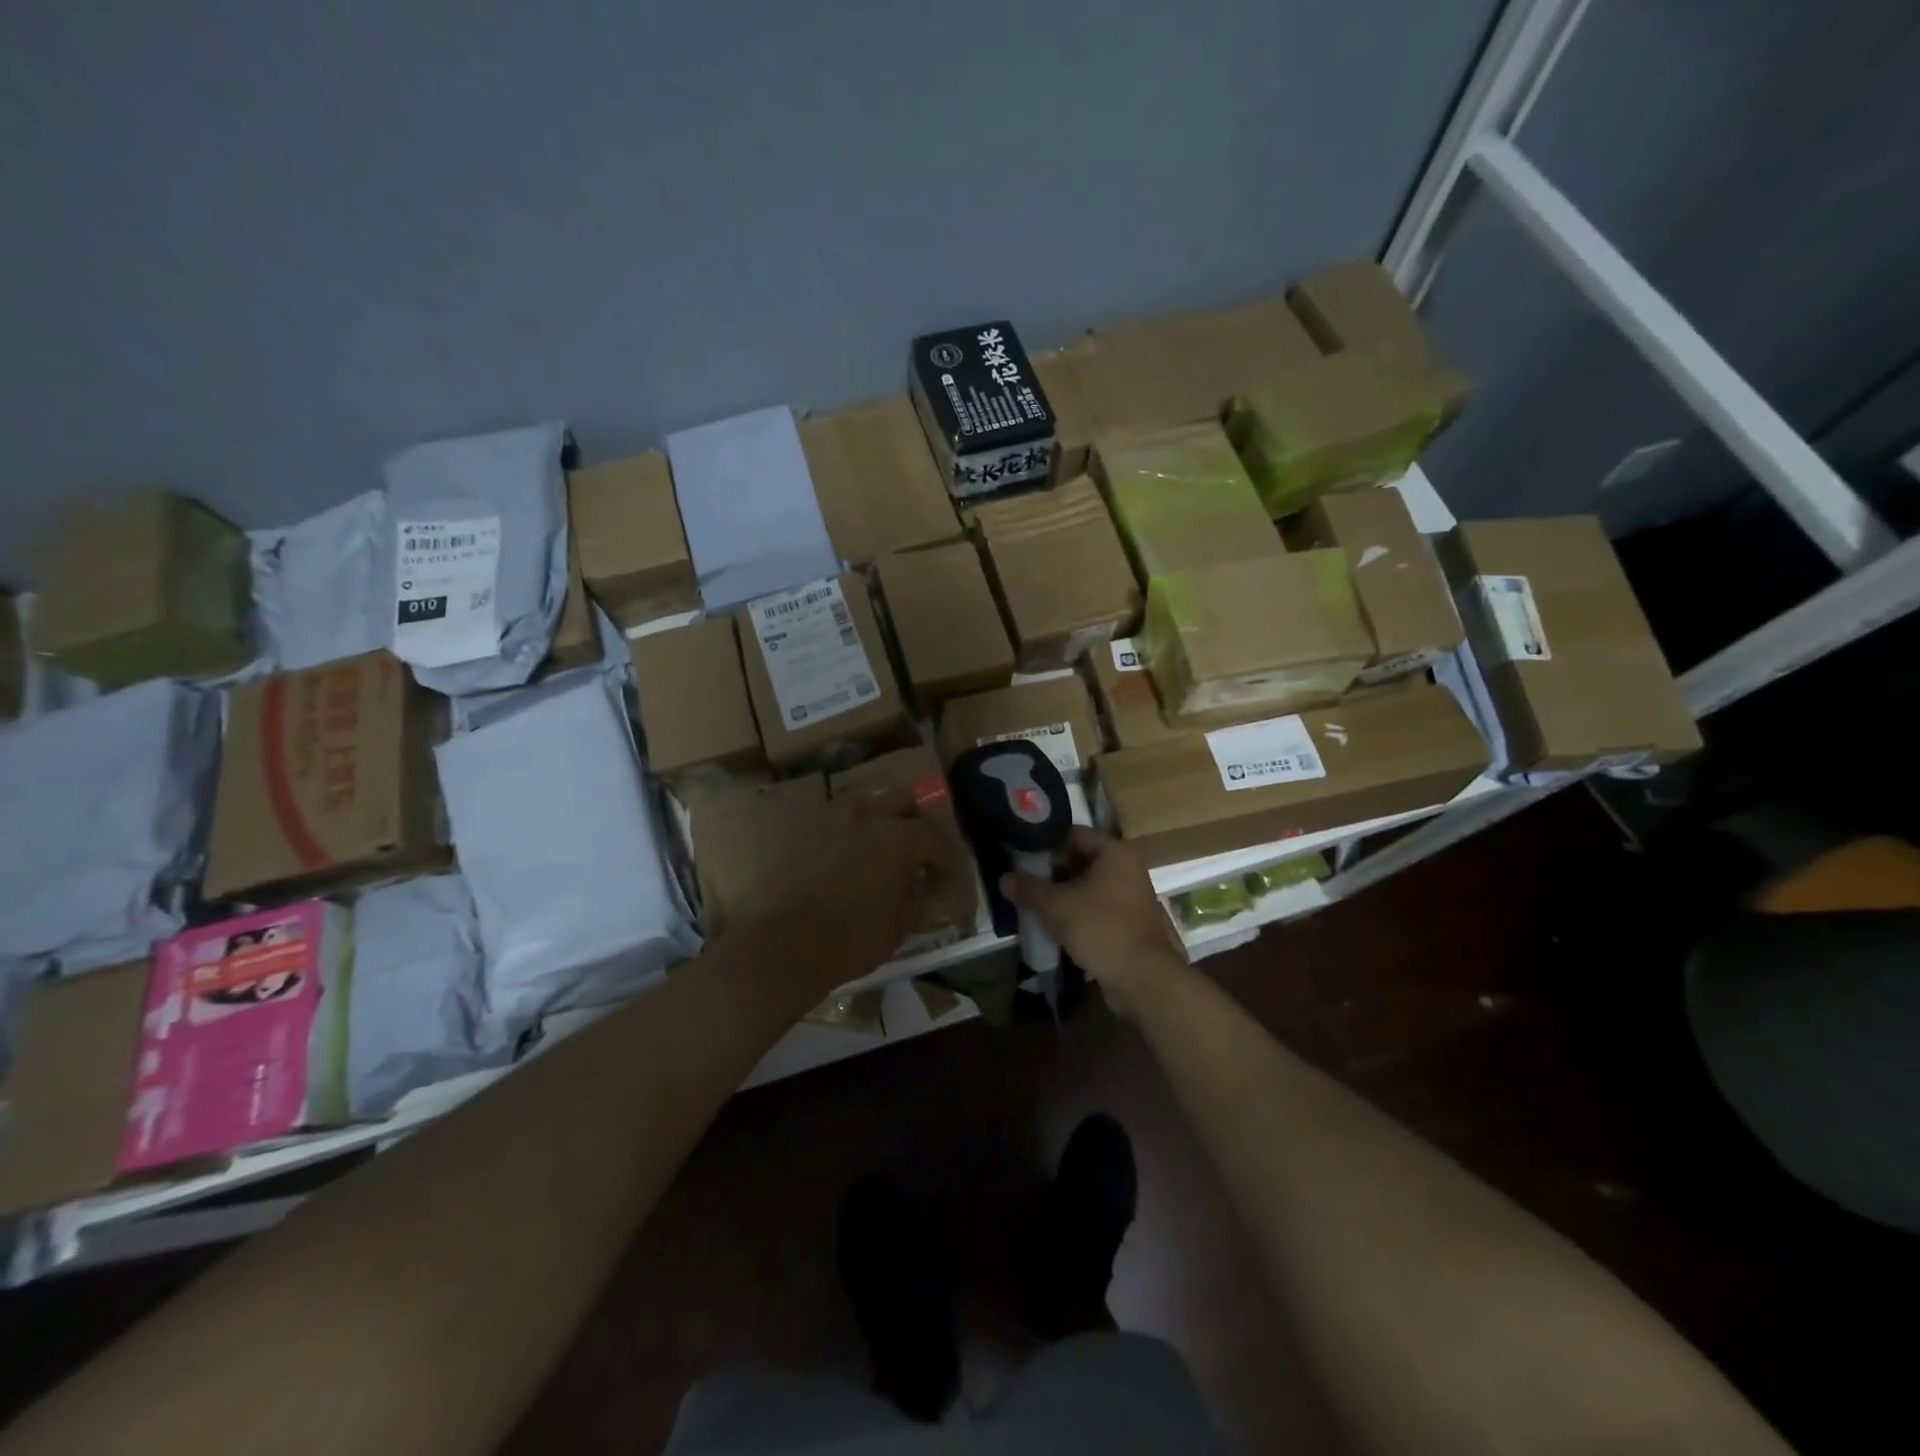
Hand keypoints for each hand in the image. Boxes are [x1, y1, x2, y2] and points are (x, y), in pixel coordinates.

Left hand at [758, 787, 950, 993]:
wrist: (782, 944)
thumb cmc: (850, 939)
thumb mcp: (899, 927)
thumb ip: (917, 901)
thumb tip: (922, 892)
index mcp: (898, 838)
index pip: (934, 837)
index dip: (944, 859)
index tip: (943, 880)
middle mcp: (866, 816)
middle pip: (902, 800)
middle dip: (913, 822)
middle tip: (913, 852)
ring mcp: (828, 818)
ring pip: (862, 804)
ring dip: (875, 821)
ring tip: (873, 851)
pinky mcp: (799, 830)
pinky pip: (830, 821)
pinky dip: (842, 834)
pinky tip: (840, 860)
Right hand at [1001, 828, 1184, 1016]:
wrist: (1142, 977)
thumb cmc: (1100, 927)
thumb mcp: (1056, 905)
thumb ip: (1029, 888)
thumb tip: (1004, 879)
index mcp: (1115, 851)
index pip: (1073, 834)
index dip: (1046, 845)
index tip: (1022, 859)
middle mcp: (1127, 867)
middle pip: (1081, 860)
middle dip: (1051, 873)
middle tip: (1024, 883)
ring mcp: (1131, 896)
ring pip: (1088, 887)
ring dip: (1063, 895)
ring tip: (1034, 905)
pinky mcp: (1129, 922)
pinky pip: (1096, 908)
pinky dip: (1077, 913)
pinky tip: (1054, 925)